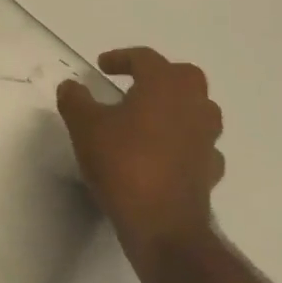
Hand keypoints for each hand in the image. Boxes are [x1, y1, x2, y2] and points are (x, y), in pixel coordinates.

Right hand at [56, 47, 224, 257]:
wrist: (162, 224)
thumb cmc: (123, 162)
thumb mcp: (84, 125)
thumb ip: (75, 99)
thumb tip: (71, 86)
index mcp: (165, 85)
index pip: (145, 58)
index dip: (121, 58)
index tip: (102, 66)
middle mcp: (193, 105)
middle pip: (183, 77)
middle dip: (159, 76)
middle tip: (134, 85)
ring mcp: (207, 138)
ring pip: (198, 110)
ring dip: (176, 108)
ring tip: (149, 118)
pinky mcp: (210, 170)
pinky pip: (199, 145)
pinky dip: (184, 143)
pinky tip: (165, 153)